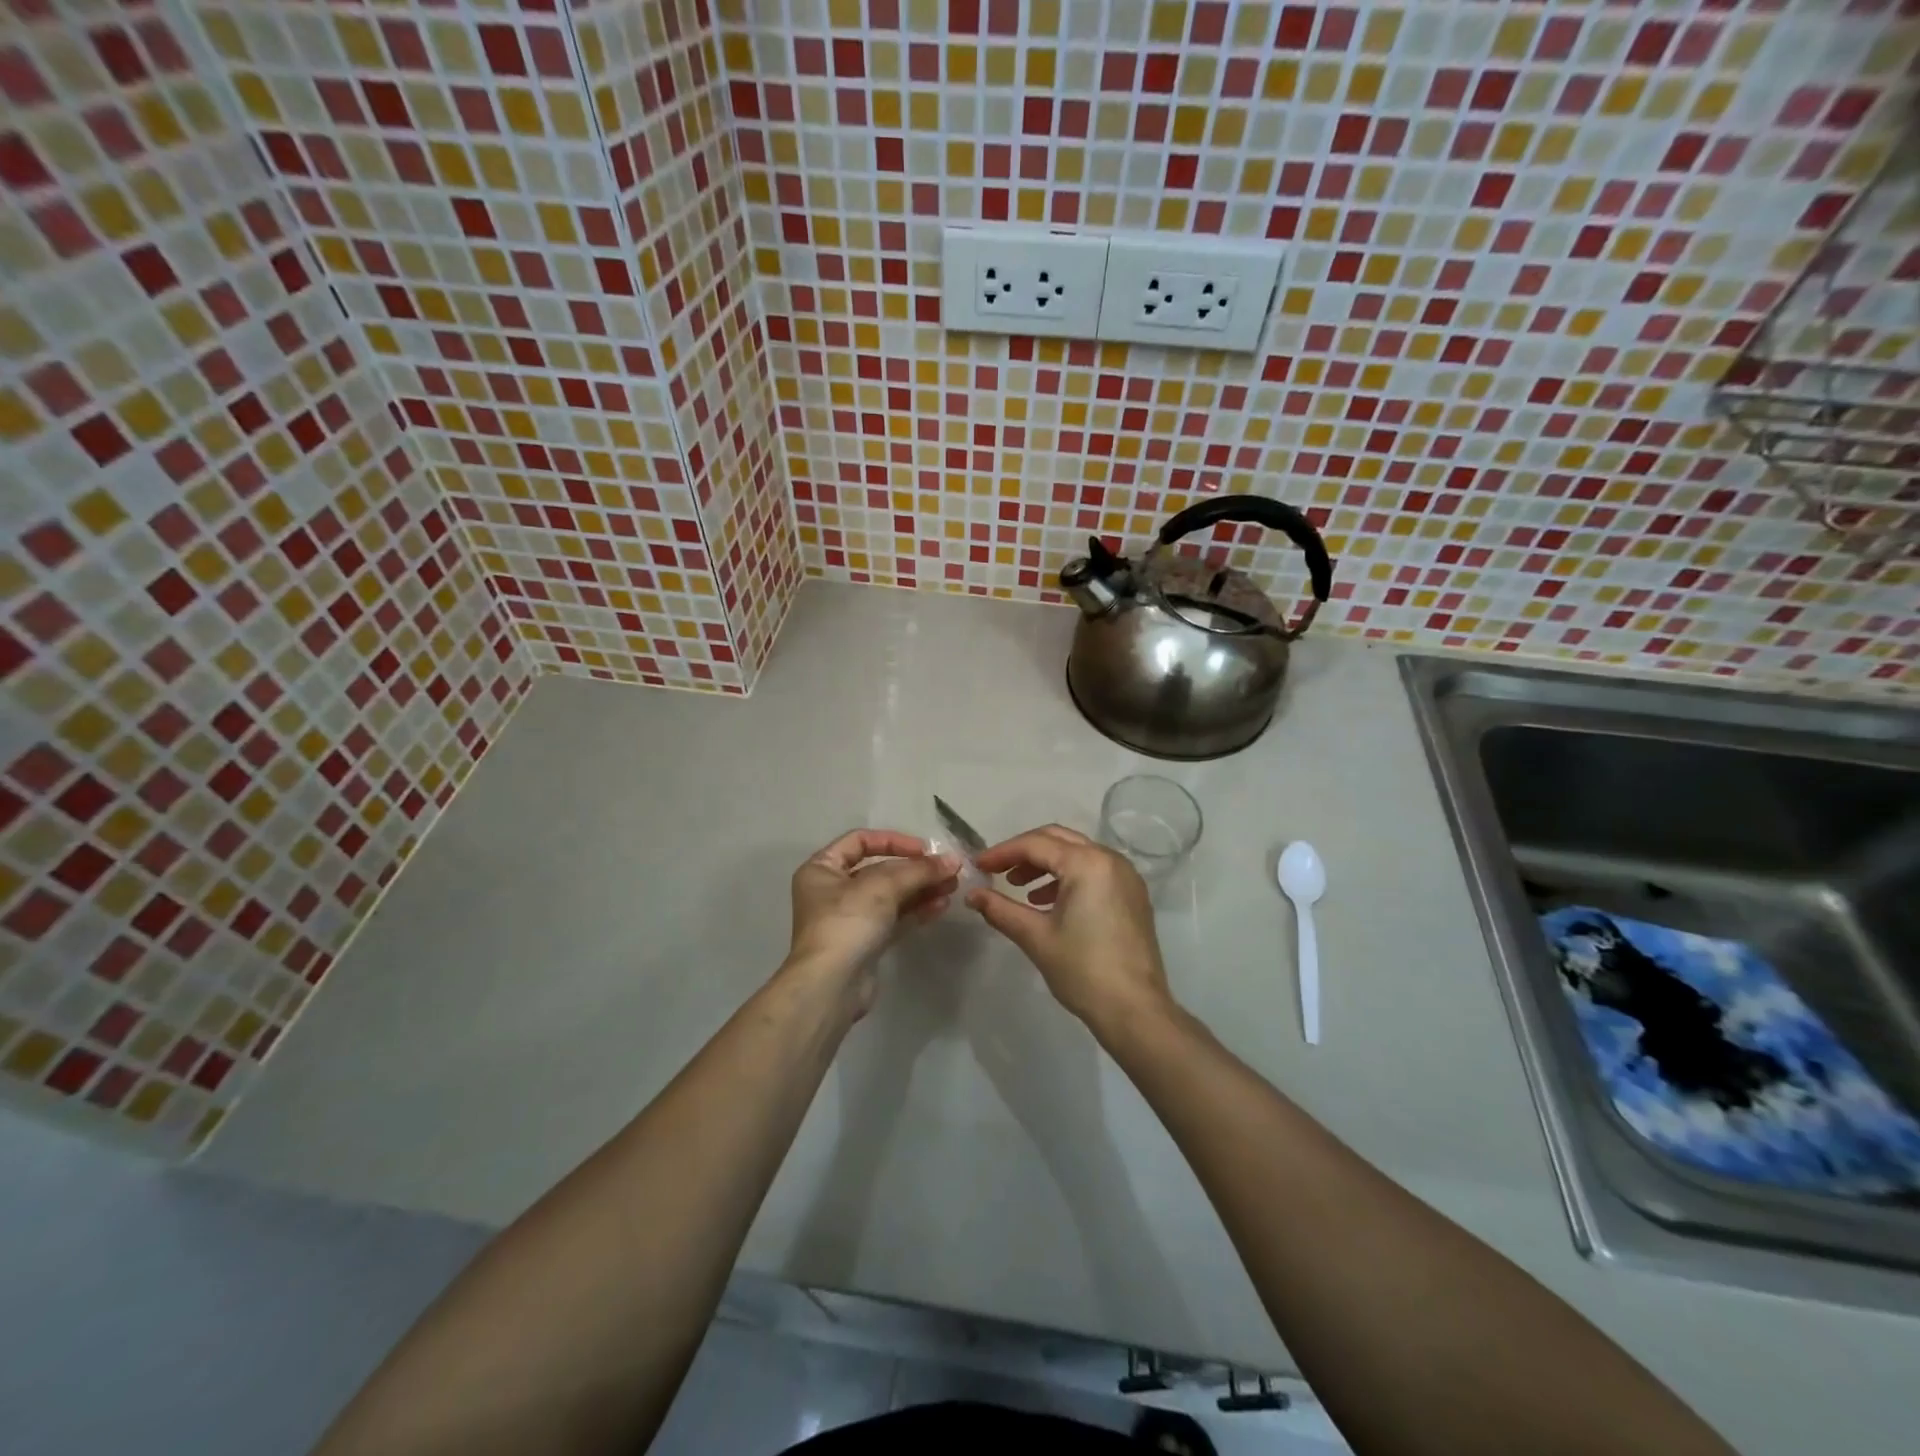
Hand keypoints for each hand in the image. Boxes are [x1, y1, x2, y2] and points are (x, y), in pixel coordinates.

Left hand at [786, 830, 957, 1014]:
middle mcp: (832, 890)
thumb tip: (953, 860)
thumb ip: (919, 870)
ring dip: (921, 889)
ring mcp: (849, 918)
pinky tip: (941, 906)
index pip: (860, 841)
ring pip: (891, 896)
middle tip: (948, 870)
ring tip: (952, 887)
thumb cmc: (847, 922)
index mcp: (822, 868)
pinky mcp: (865, 943)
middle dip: (915, 869)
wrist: (831, 986)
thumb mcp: (883, 886)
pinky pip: (894, 918)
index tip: (924, 849)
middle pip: (880, 870)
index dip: (894, 841)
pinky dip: (916, 910)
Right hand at [966, 824, 1173, 1031]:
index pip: (1035, 845)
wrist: (1135, 1010)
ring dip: (1045, 864)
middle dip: (1024, 852)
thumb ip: (1000, 909)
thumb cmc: (1083, 970)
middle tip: (997, 871)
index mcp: (1087, 863)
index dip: (1002, 853)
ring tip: (1019, 888)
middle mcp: (1110, 859)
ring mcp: (1126, 876)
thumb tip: (971, 895)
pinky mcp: (1132, 895)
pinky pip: (1094, 870)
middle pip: (1058, 840)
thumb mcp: (1035, 937)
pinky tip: (1048, 902)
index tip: (978, 866)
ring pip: (1077, 854)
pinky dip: (1067, 876)